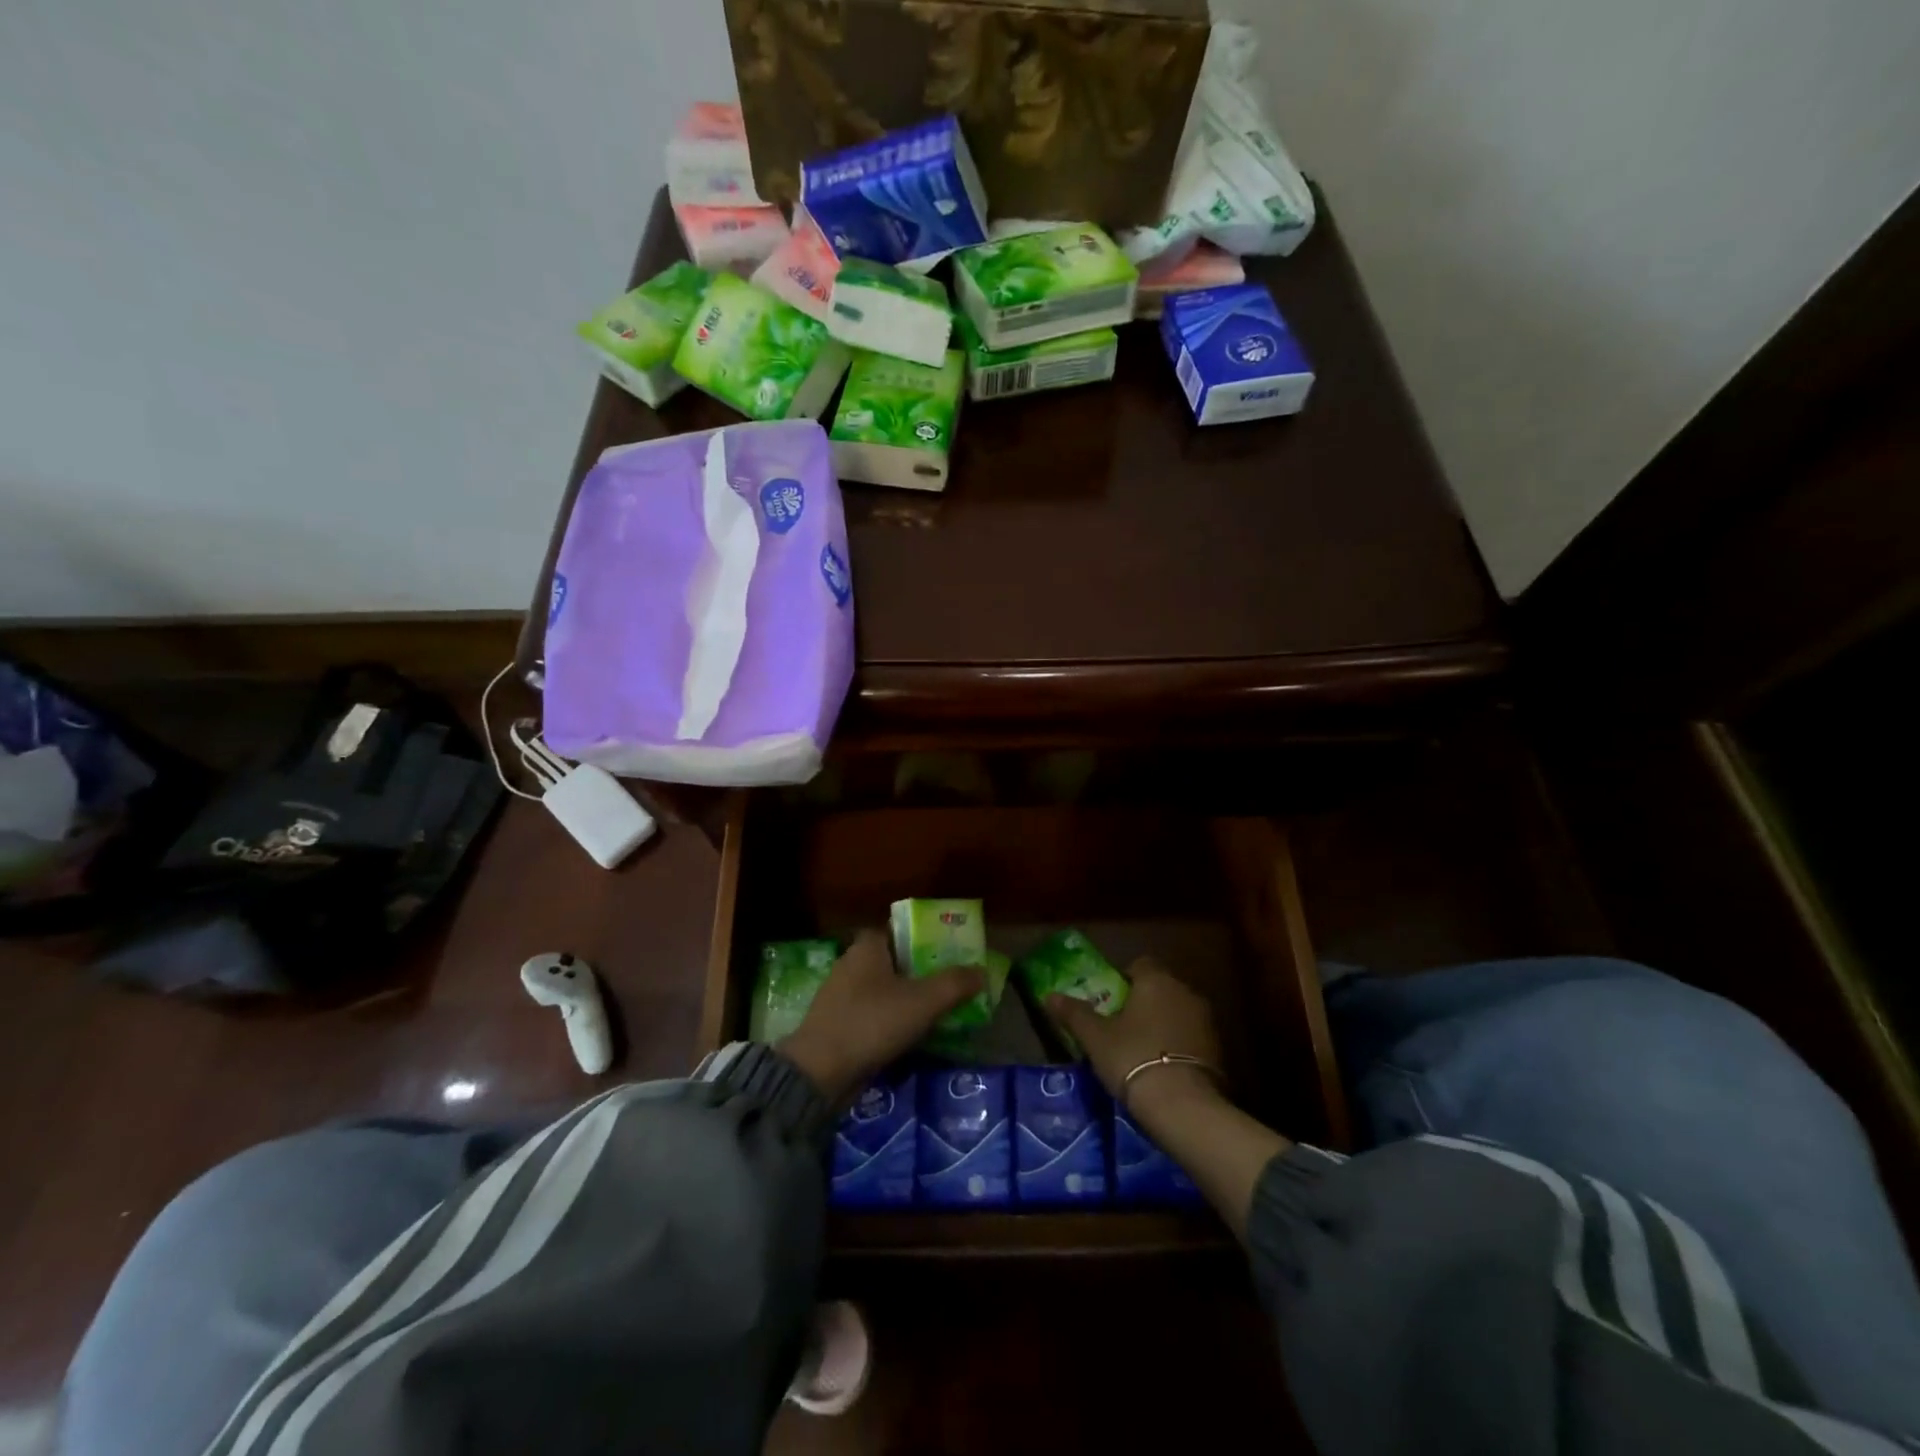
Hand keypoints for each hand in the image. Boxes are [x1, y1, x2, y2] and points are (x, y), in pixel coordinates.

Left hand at [780, 930, 984, 1104]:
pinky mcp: (838, 1023)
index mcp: (868, 946)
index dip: (926, 938)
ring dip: (908, 999)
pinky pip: (873, 1013)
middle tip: (952, 984)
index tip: (950, 952)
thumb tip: (983, 971)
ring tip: (940, 1012)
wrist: (819, 1072)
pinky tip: (912, 1036)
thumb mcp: (922, 1002)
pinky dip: (892, 1020)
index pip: (900, 929)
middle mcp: (851, 962)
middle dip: (922, 971)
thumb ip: (955, 984)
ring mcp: (841, 995)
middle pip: (895, 960)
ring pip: (885, 989)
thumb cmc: (871, 1023)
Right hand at [1048, 958, 1226, 1124]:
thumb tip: (1048, 995)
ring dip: (1163, 1024)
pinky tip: (1163, 1068)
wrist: (1182, 1105)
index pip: (1140, 964)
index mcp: (1156, 980)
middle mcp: (1185, 992)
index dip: (1124, 978)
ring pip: (1178, 1012)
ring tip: (1141, 1050)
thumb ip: (1074, 1013)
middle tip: (1121, 1026)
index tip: (1110, 999)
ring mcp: (1206, 1021)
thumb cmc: (1132, 1058)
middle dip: (1144, 1002)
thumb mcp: (1095, 1037)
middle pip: (1160, 988)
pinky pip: (1191, 1037)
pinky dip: (1178, 1045)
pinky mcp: (1219, 1050)